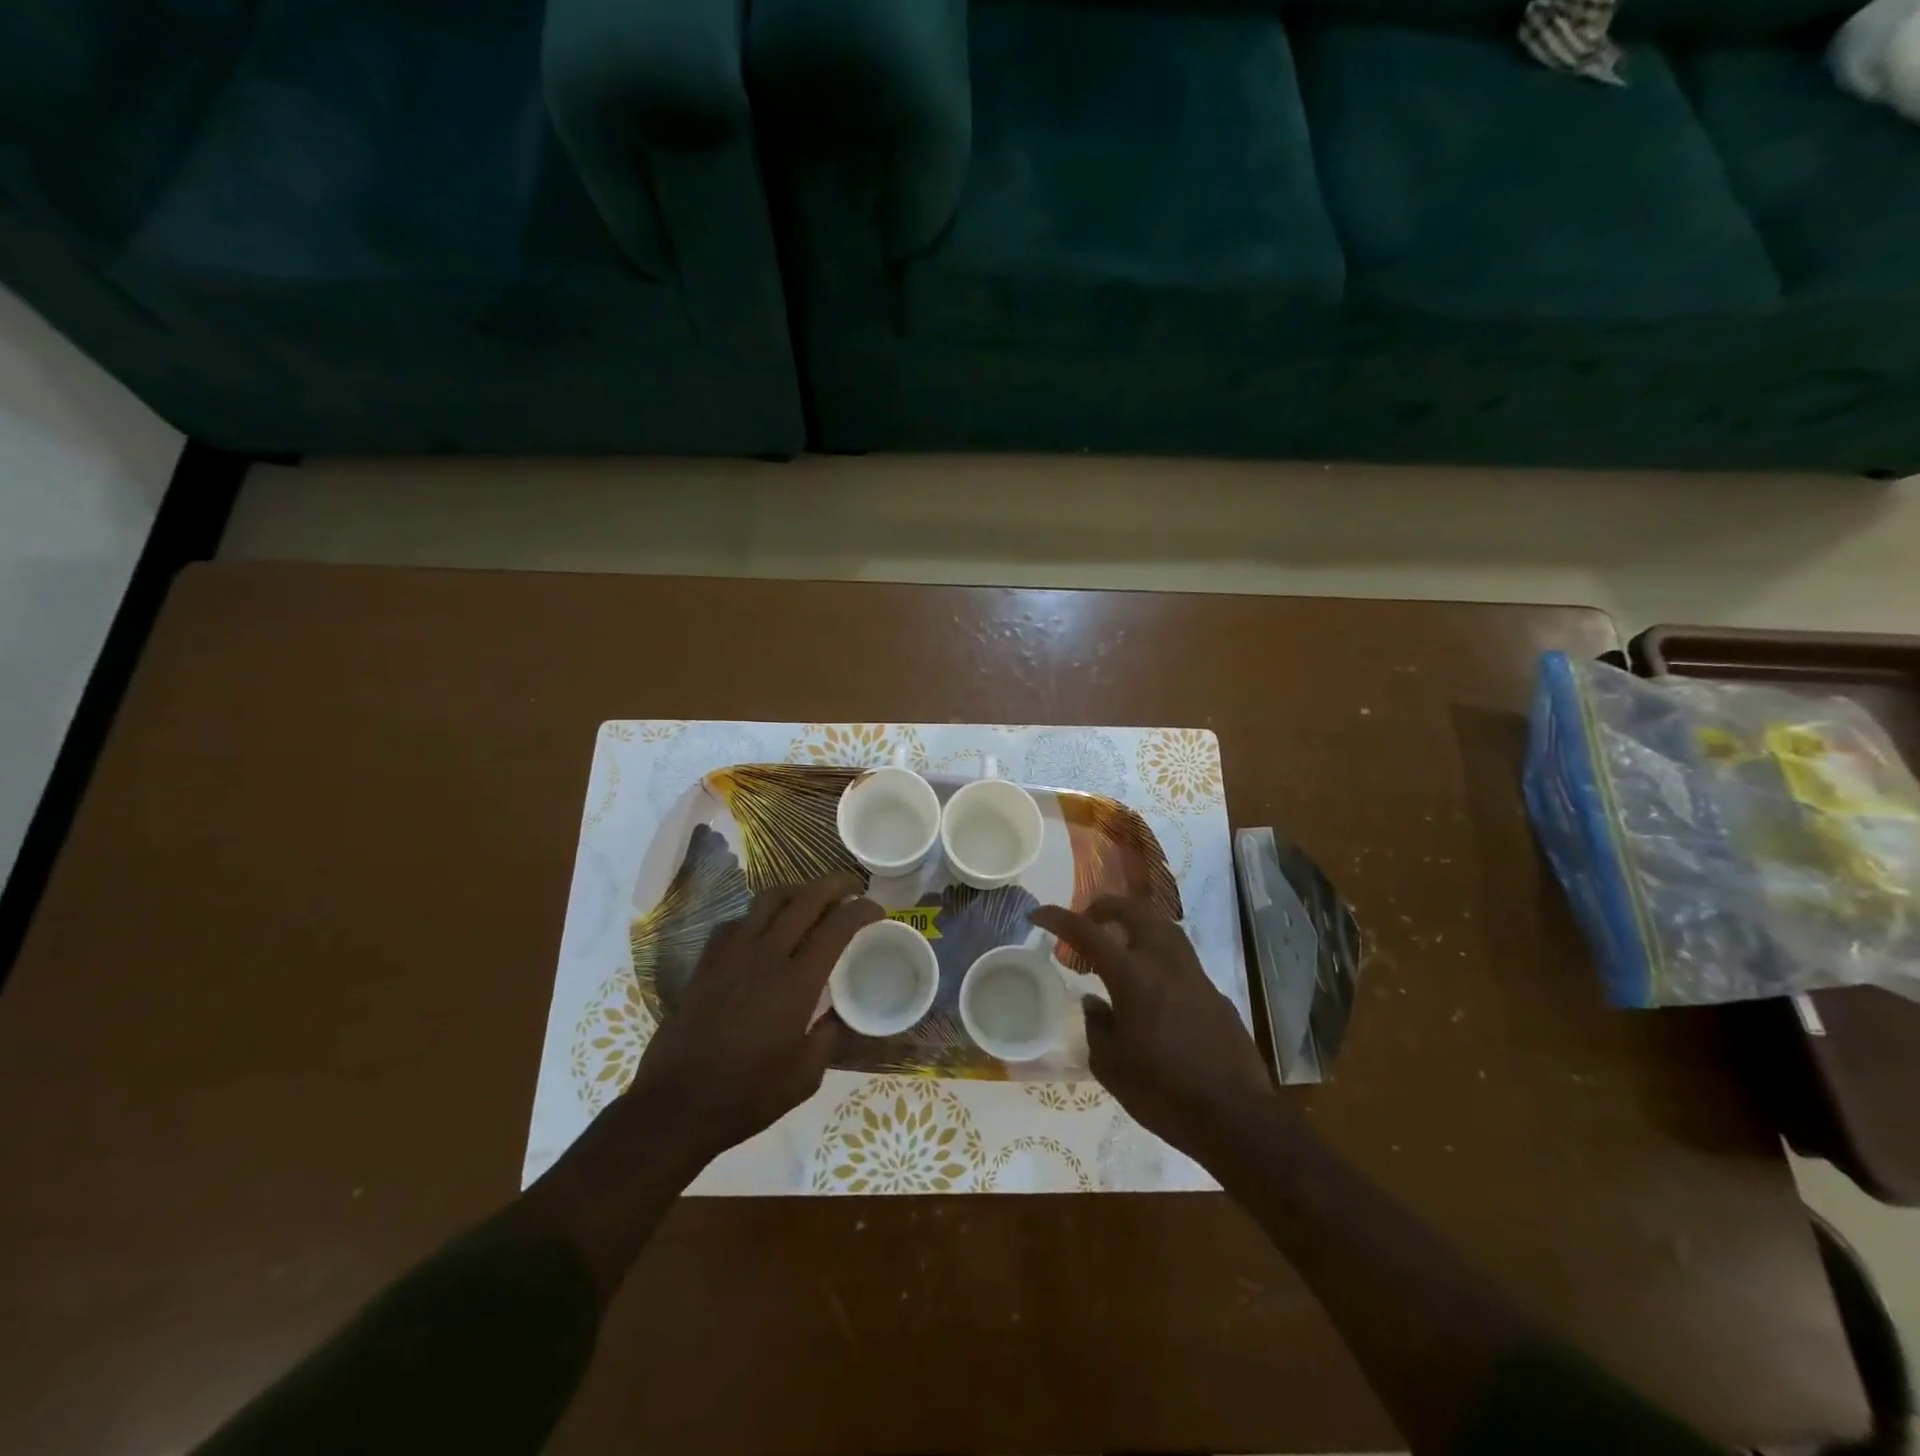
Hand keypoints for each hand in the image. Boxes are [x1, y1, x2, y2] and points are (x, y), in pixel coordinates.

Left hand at [628, 872, 881, 1172]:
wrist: (676, 1105)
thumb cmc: (747, 1095)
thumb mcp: (805, 1076)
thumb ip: (827, 1036)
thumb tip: (836, 1015)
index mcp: (796, 982)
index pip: (837, 926)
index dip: (862, 910)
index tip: (877, 910)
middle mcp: (765, 955)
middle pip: (805, 898)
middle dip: (835, 885)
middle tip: (853, 887)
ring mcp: (731, 953)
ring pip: (769, 899)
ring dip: (798, 891)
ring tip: (811, 899)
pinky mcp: (707, 961)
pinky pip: (739, 920)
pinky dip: (760, 915)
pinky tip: (765, 932)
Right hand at [1031, 896, 1273, 1165]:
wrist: (1236, 1117)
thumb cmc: (1163, 1093)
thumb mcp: (1111, 1066)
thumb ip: (1096, 1026)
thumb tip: (1094, 1003)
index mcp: (1132, 976)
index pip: (1086, 932)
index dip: (1058, 918)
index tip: (1038, 914)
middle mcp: (1164, 963)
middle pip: (1133, 911)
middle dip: (1104, 907)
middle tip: (1086, 921)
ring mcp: (1194, 975)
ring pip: (1163, 926)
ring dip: (1136, 922)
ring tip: (1118, 941)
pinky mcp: (1214, 992)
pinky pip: (1181, 956)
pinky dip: (1158, 952)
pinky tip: (1152, 982)